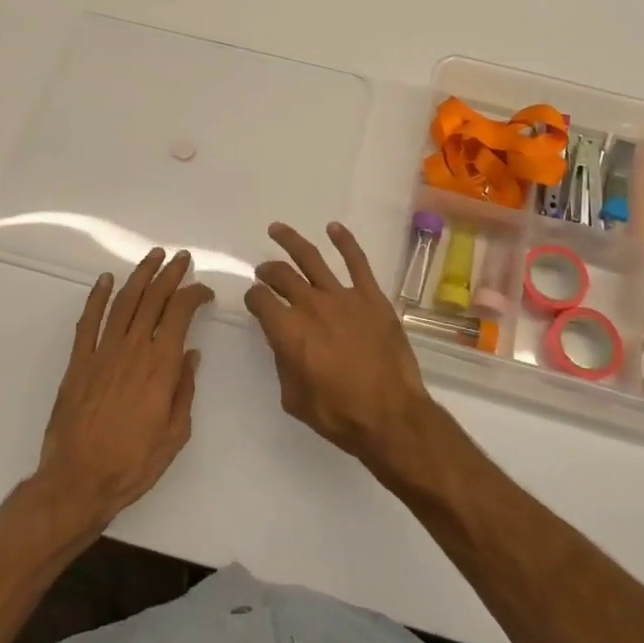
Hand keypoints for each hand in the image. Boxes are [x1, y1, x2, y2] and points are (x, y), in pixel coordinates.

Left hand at [35, 249, 212, 527]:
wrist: (77, 482)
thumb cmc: (133, 463)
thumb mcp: (175, 434)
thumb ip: (184, 390)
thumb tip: (191, 355)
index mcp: (161, 364)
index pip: (180, 312)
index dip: (194, 294)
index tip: (204, 291)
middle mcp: (133, 349)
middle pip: (153, 298)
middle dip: (170, 274)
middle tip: (181, 258)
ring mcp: (102, 352)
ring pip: (124, 301)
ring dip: (140, 275)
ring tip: (152, 257)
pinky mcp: (79, 362)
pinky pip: (88, 321)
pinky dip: (97, 297)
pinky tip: (105, 280)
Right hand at [245, 222, 437, 472]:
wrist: (390, 414)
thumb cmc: (338, 413)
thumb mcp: (294, 398)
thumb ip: (284, 363)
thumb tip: (284, 342)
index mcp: (288, 331)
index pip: (260, 301)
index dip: (253, 297)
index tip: (254, 299)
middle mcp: (311, 305)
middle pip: (281, 275)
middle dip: (268, 271)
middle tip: (264, 271)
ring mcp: (343, 296)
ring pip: (312, 259)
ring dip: (291, 241)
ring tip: (277, 229)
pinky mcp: (371, 296)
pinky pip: (357, 261)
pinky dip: (345, 241)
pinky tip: (334, 228)